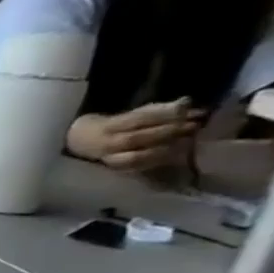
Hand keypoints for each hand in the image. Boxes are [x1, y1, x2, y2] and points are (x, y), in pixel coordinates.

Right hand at [66, 100, 201, 172]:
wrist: (80, 144)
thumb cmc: (110, 126)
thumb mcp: (127, 114)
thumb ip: (154, 110)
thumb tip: (186, 102)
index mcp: (107, 127)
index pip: (137, 119)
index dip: (163, 114)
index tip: (187, 109)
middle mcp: (106, 144)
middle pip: (137, 138)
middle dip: (167, 131)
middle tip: (193, 125)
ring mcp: (109, 159)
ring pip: (137, 157)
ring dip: (165, 149)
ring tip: (188, 141)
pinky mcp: (116, 170)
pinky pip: (138, 167)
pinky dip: (158, 161)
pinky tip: (176, 155)